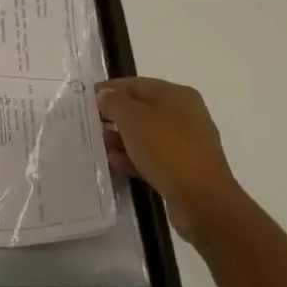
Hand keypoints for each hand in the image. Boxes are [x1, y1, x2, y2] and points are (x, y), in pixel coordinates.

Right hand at [98, 77, 238, 245]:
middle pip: (140, 110)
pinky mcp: (183, 170)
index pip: (136, 84)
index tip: (85, 99)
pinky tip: (115, 165)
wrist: (202, 201)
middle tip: (89, 125)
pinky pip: (152, 158)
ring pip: (145, 136)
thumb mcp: (133, 118)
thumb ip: (114, 102)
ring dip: (121, 140)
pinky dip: (133, 159)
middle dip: (114, 117)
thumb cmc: (167, 149)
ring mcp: (186, 144)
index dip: (109, 89)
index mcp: (176, 95)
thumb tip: (105, 96)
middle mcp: (184, 115)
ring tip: (98, 147)